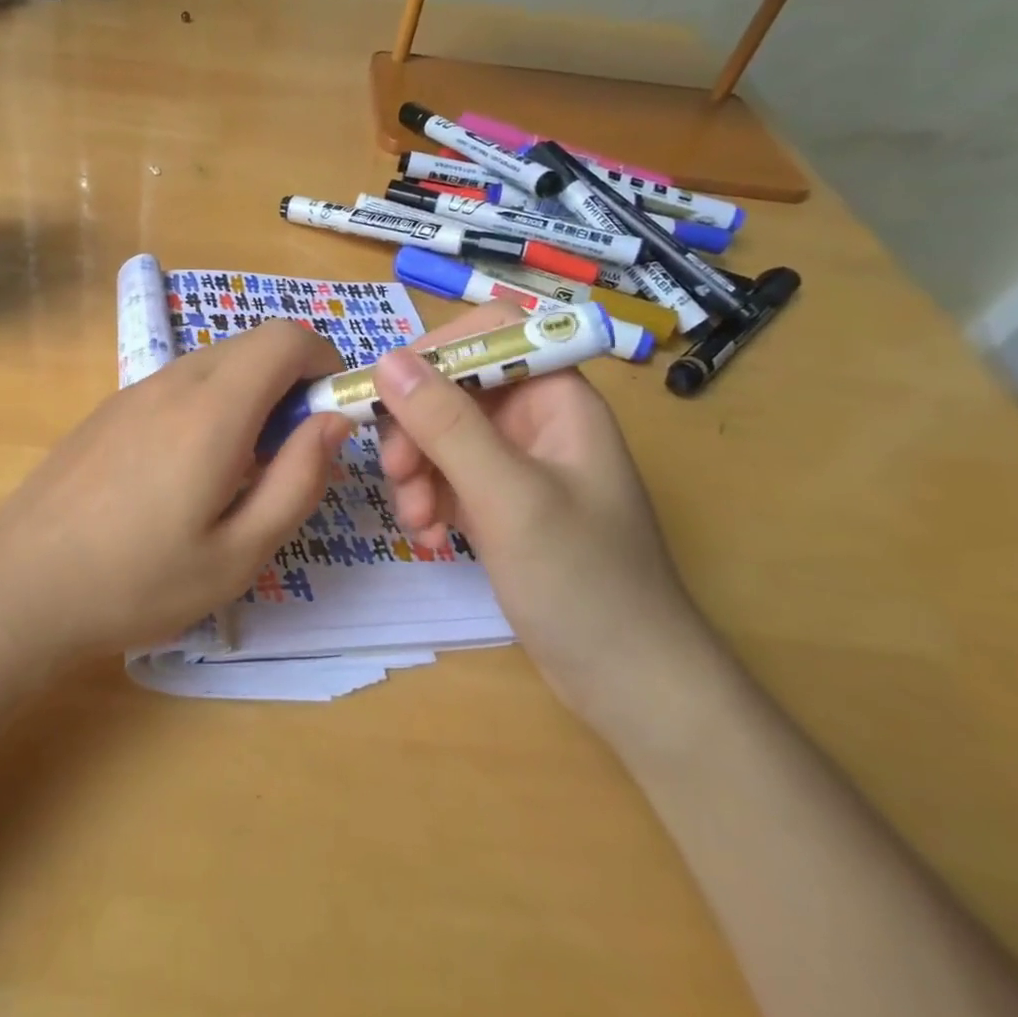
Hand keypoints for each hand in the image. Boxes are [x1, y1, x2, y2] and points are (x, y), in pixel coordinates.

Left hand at [0, 320, 351, 660]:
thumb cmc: (138, 582)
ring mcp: (133, 391)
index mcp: (212, 410)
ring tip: (234, 474)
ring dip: (248, 398)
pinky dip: (208, 406)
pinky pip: (177, 386)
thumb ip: (298, 480)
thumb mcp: (239, 553)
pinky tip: (182, 476)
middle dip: (290, 383)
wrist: (18, 587)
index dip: (324, 361)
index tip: (329, 415)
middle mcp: (173, 382)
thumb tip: (332, 421)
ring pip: (214, 365)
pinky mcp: (109, 410)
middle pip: (252, 346)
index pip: (286, 337)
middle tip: (285, 458)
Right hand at [373, 303, 714, 731]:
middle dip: (417, 427)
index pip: (490, 332)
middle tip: (399, 474)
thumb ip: (447, 425)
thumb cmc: (583, 582)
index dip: (436, 352)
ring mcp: (517, 461)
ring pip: (441, 432)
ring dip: (417, 469)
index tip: (389, 393)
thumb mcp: (508, 497)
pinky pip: (447, 474)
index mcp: (558, 397)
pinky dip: (429, 497)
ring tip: (416, 519)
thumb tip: (387, 360)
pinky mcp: (501, 500)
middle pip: (454, 385)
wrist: (630, 684)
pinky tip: (430, 534)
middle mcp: (537, 418)